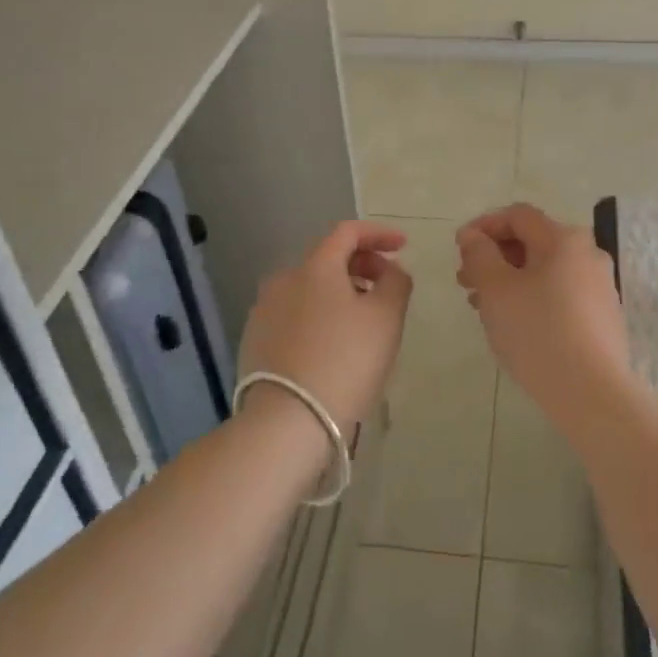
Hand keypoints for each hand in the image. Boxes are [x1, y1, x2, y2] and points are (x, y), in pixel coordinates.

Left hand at [238, 222, 412, 441]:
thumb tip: (390, 269)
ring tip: (363, 321)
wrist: (286, 424)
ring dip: (340, 293)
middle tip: (386, 287)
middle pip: (328, 259)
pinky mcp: (255, 341)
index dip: (378, 234)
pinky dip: (319, 317)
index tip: (402, 246)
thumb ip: (396, 282)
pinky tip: (333, 345)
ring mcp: (264, 311)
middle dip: (362, 265)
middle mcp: (284, 279)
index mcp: (315, 266)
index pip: (348, 232)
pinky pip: (295, 315)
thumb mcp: (386, 318)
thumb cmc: (345, 362)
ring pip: (310, 289)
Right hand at [455, 203, 629, 426]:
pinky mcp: (604, 316)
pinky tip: (515, 324)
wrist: (592, 394)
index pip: (518, 215)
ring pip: (545, 270)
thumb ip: (479, 254)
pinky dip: (533, 297)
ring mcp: (600, 286)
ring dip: (510, 279)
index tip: (459, 249)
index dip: (484, 225)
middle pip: (533, 241)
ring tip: (483, 307)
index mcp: (563, 238)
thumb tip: (473, 235)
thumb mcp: (496, 289)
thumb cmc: (537, 332)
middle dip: (495, 256)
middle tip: (466, 281)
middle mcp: (588, 253)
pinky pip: (560, 293)